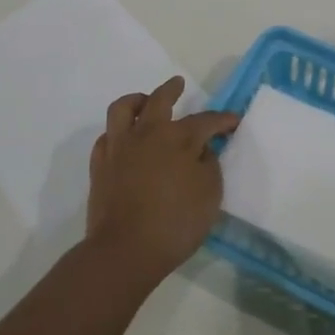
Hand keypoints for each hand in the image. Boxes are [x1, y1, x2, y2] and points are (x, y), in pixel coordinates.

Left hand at [84, 76, 239, 288]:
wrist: (125, 250)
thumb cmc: (175, 223)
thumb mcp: (210, 194)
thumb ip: (209, 165)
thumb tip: (202, 150)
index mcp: (178, 138)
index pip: (205, 121)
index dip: (222, 120)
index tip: (234, 120)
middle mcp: (147, 133)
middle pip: (159, 100)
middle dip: (172, 89)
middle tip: (179, 84)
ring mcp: (119, 147)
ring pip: (123, 108)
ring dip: (137, 100)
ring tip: (144, 102)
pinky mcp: (100, 165)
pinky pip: (107, 136)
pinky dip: (118, 132)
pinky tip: (125, 139)